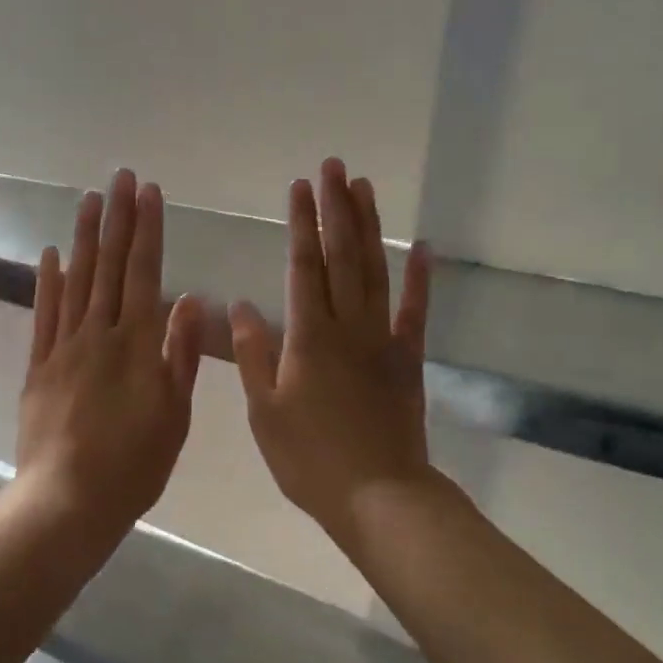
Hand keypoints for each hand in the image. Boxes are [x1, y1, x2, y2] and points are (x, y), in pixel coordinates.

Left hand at [16, 169, 202, 535]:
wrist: (69, 499)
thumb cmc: (134, 463)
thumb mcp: (174, 414)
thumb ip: (181, 354)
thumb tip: (192, 300)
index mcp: (136, 344)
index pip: (144, 273)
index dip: (147, 231)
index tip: (150, 193)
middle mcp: (99, 334)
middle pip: (109, 267)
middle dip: (117, 219)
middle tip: (120, 177)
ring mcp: (65, 348)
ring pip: (76, 281)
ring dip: (83, 238)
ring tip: (89, 200)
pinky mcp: (40, 366)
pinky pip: (45, 315)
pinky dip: (48, 282)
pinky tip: (50, 255)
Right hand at [231, 158, 433, 538]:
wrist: (377, 495)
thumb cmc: (309, 459)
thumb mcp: (264, 412)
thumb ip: (254, 355)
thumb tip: (240, 304)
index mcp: (309, 337)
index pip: (303, 267)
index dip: (301, 224)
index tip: (299, 186)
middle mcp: (348, 327)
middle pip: (343, 257)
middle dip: (336, 209)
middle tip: (334, 167)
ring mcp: (384, 340)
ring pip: (376, 272)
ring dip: (370, 228)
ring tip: (364, 188)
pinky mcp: (409, 360)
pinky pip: (415, 312)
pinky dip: (419, 279)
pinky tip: (421, 248)